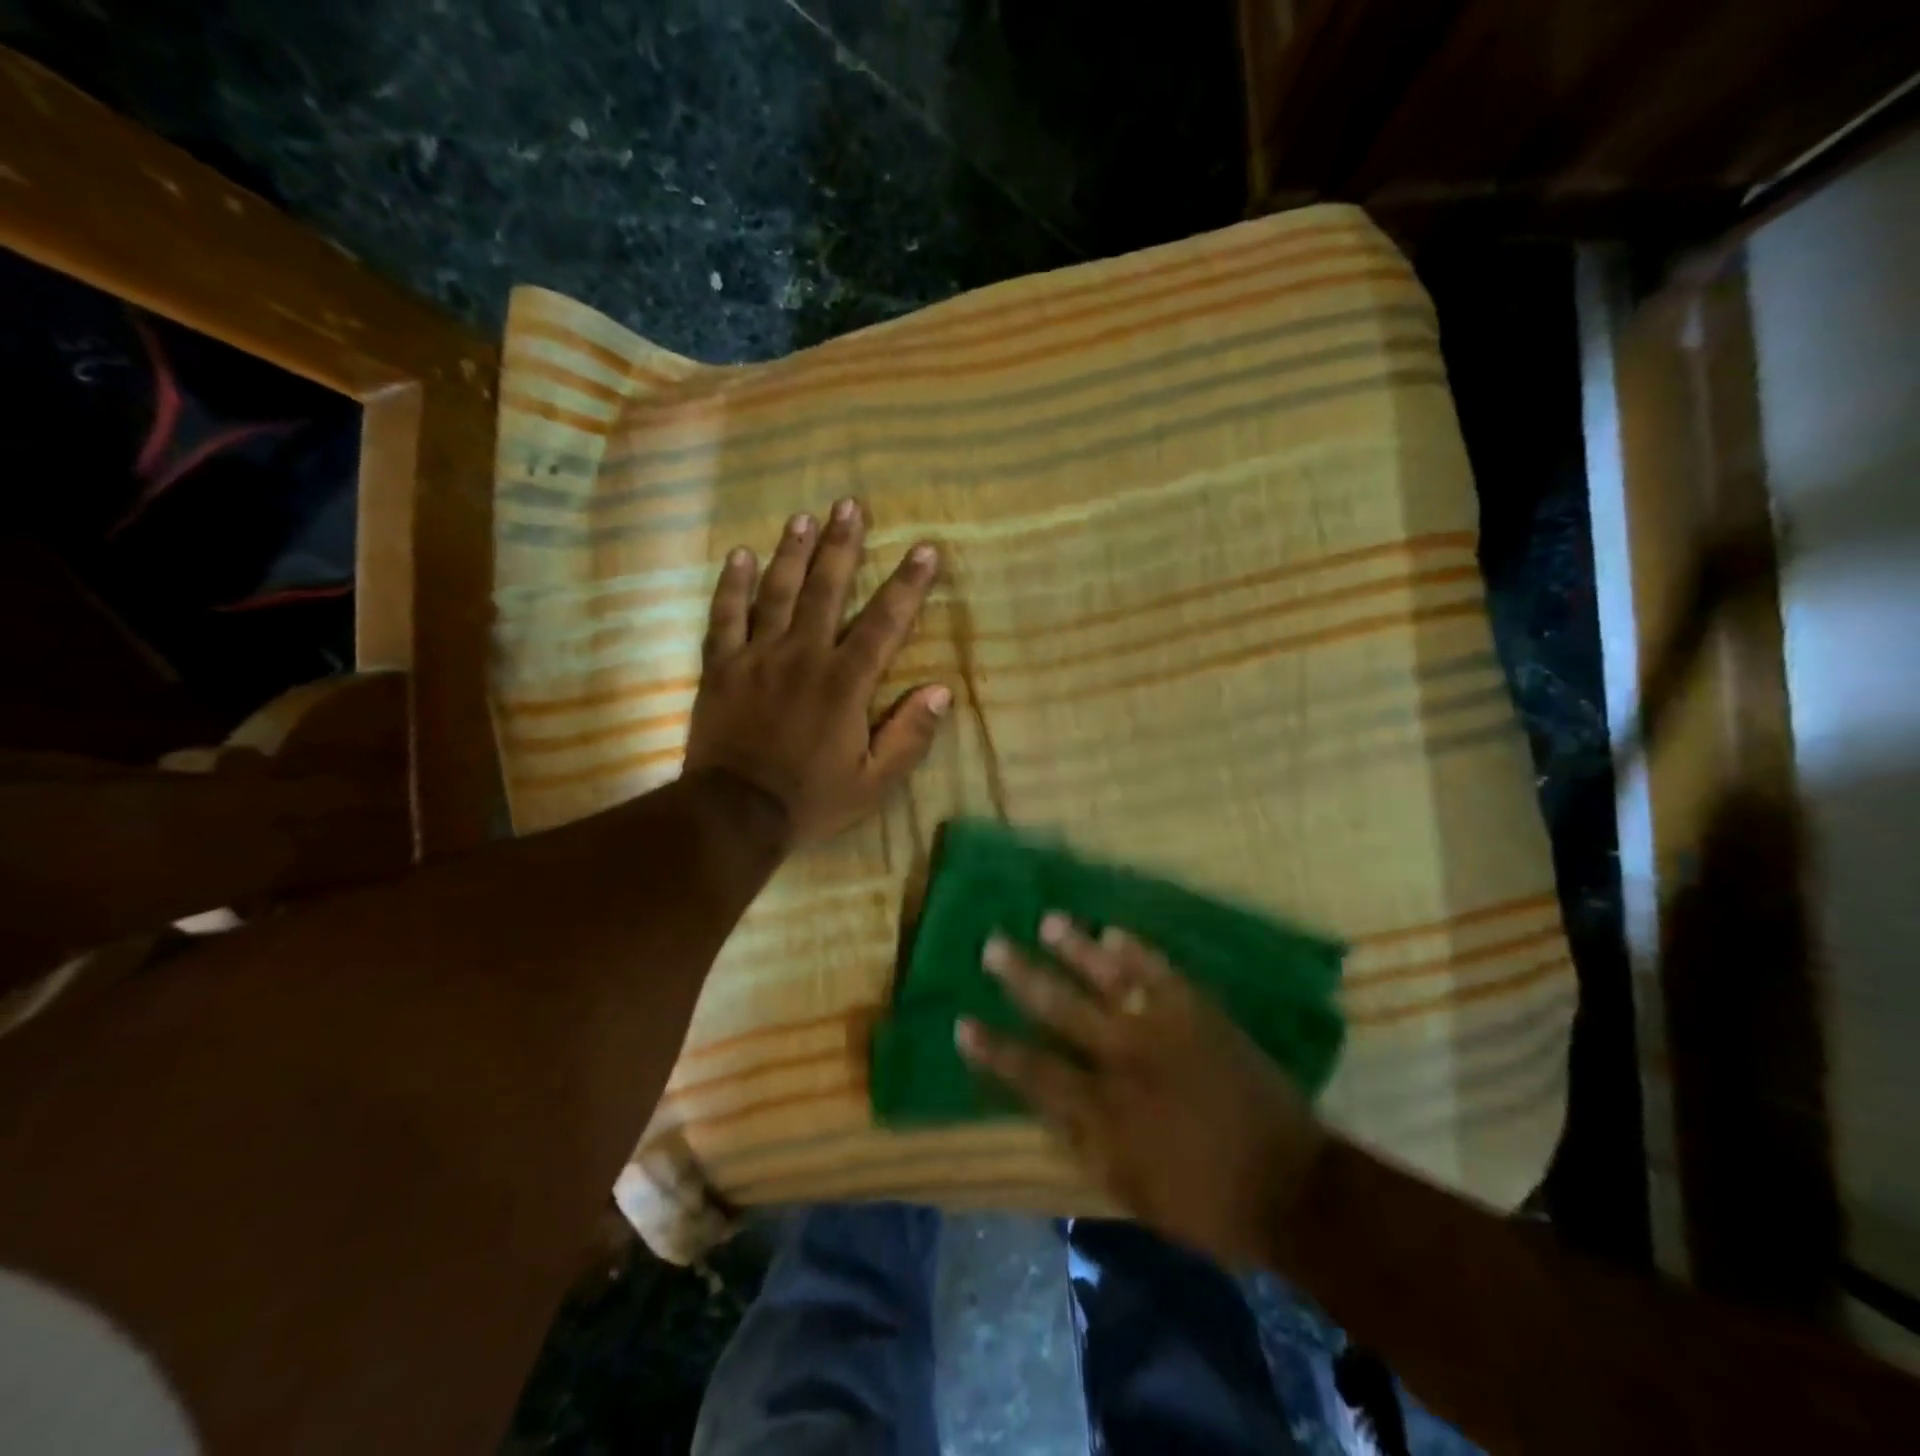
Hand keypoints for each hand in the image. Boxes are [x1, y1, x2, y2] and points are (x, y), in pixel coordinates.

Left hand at [683, 498, 949, 844]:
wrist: (734, 814)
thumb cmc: (810, 799)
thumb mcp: (873, 782)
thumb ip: (909, 736)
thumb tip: (941, 691)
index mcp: (844, 683)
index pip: (884, 623)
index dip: (908, 585)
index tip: (925, 550)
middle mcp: (802, 656)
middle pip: (826, 589)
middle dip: (842, 545)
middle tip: (849, 505)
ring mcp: (757, 657)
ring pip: (777, 592)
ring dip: (793, 551)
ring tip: (804, 516)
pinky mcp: (721, 667)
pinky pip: (724, 616)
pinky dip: (732, 585)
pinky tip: (740, 555)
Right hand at [956, 916, 1324, 1267]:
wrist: (1290, 1186)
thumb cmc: (1203, 1200)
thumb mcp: (1128, 1188)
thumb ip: (1081, 1142)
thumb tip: (1043, 1104)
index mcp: (1103, 1110)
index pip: (1032, 1070)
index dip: (994, 1048)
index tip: (963, 1023)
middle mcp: (1124, 1059)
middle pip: (1060, 1008)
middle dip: (1022, 976)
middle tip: (992, 945)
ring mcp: (1164, 1028)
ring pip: (1108, 976)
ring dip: (1074, 946)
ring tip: (1048, 920)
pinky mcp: (1199, 1013)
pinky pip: (1160, 972)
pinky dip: (1135, 950)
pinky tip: (1112, 932)